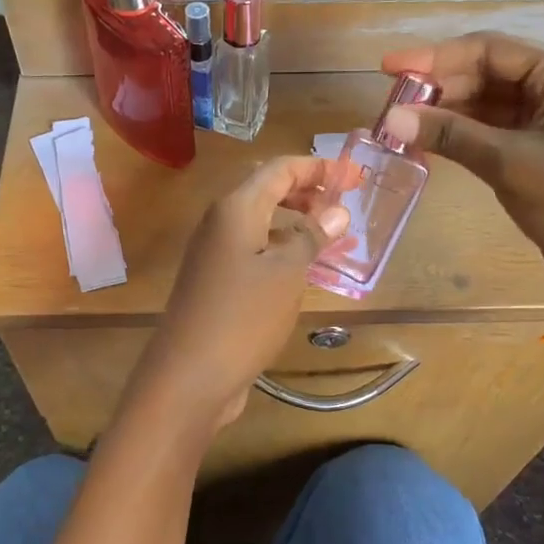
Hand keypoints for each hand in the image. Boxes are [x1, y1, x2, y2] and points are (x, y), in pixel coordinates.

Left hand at [132, 156, 355, 433]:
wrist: (189, 375)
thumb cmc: (243, 316)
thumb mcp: (286, 273)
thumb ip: (311, 237)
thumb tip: (336, 212)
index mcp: (235, 209)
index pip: (279, 169)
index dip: (318, 168)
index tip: (354, 176)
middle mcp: (221, 223)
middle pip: (267, 192)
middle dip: (308, 192)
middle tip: (346, 203)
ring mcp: (215, 254)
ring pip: (262, 223)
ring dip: (297, 223)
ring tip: (335, 236)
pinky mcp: (217, 283)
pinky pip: (256, 252)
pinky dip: (283, 251)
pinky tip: (307, 270)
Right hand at [379, 33, 543, 340]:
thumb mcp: (510, 163)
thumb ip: (450, 134)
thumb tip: (390, 116)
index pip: (490, 50)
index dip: (435, 57)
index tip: (389, 67)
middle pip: (488, 75)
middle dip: (439, 87)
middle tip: (390, 104)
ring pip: (488, 106)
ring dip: (447, 113)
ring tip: (400, 125)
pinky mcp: (541, 156)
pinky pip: (493, 134)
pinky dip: (462, 137)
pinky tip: (429, 143)